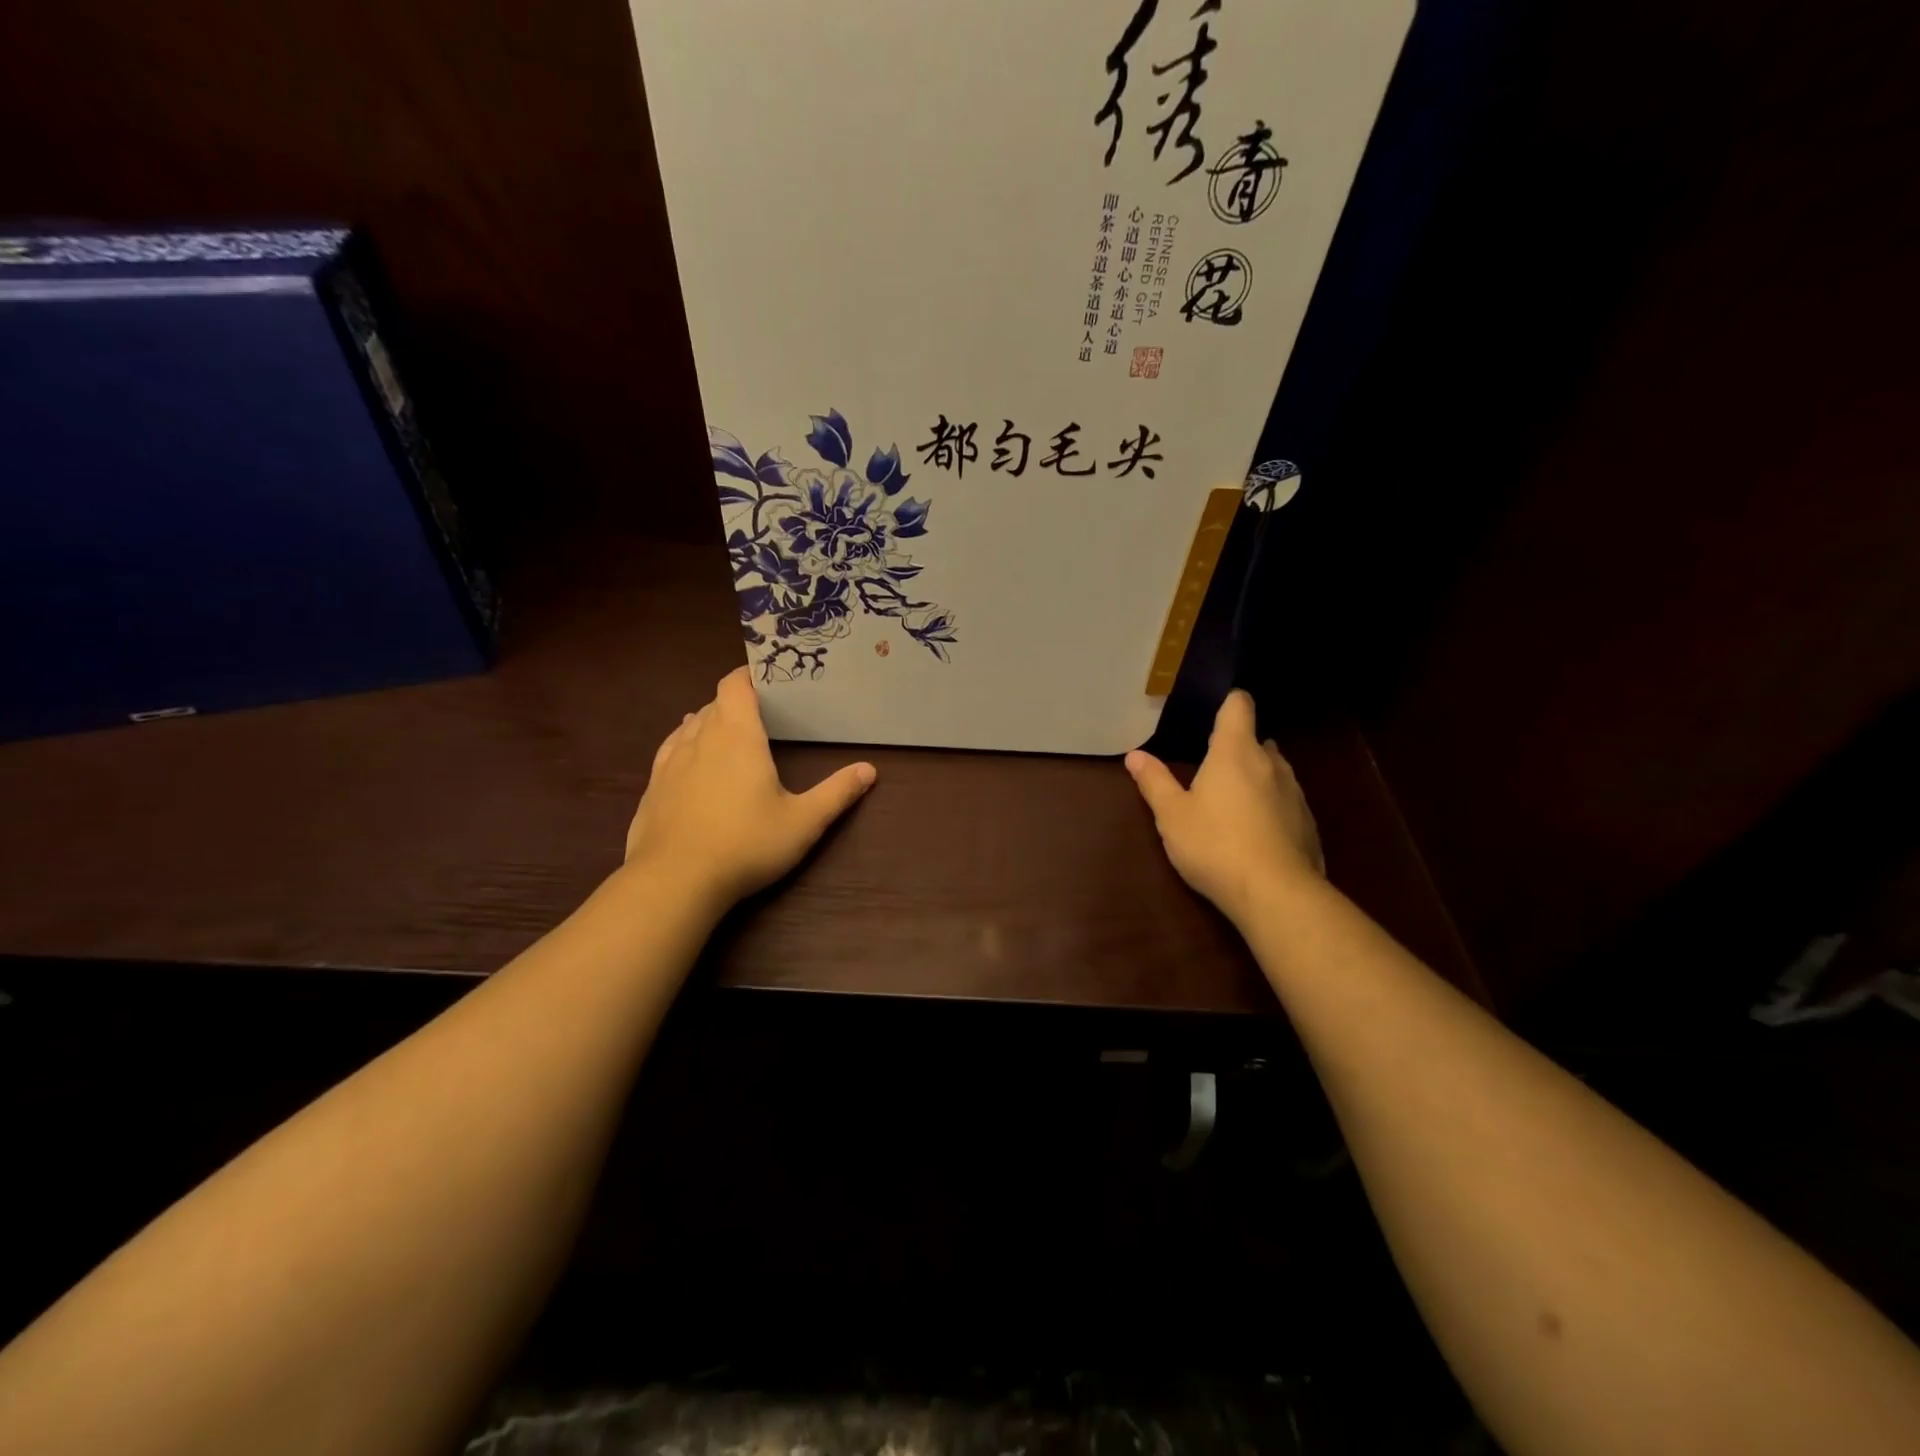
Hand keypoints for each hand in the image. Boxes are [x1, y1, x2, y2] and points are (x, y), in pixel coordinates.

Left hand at [624, 667, 876, 908]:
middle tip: (761, 713)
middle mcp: (699, 739)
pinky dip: (684, 746)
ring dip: (709, 723)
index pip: (734, 685)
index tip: (767, 678)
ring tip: (727, 733)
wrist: (674, 882)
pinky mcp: (652, 789)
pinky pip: (669, 752)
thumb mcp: (803, 822)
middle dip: (736, 702)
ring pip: (689, 726)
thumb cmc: (746, 844)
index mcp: (737, 736)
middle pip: (714, 704)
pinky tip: (690, 760)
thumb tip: (869, 770)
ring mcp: (669, 764)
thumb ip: (836, 793)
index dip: (748, 675)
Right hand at [1125, 689, 1323, 924]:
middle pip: (1258, 740)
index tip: (1212, 711)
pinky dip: (1271, 808)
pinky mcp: (1308, 825)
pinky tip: (1255, 834)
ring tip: (1232, 802)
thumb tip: (1134, 755)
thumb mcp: (1172, 815)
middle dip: (1237, 748)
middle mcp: (1271, 764)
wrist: (1276, 894)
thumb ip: (1154, 782)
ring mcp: (1295, 794)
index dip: (1227, 702)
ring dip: (1256, 778)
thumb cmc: (1215, 845)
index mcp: (1235, 752)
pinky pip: (1287, 803)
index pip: (1238, 706)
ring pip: (1275, 772)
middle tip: (1211, 768)